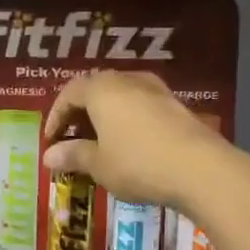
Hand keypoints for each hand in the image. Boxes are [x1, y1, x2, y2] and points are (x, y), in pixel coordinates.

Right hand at [43, 70, 230, 211]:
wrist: (199, 168)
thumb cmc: (137, 163)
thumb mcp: (99, 164)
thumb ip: (73, 155)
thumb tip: (49, 156)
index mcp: (102, 89)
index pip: (69, 93)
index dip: (56, 116)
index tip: (51, 140)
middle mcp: (127, 80)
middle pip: (95, 89)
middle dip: (80, 113)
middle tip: (72, 139)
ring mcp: (155, 90)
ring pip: (120, 96)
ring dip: (105, 116)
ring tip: (100, 142)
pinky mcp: (176, 105)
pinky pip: (141, 106)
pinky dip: (127, 120)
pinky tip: (129, 144)